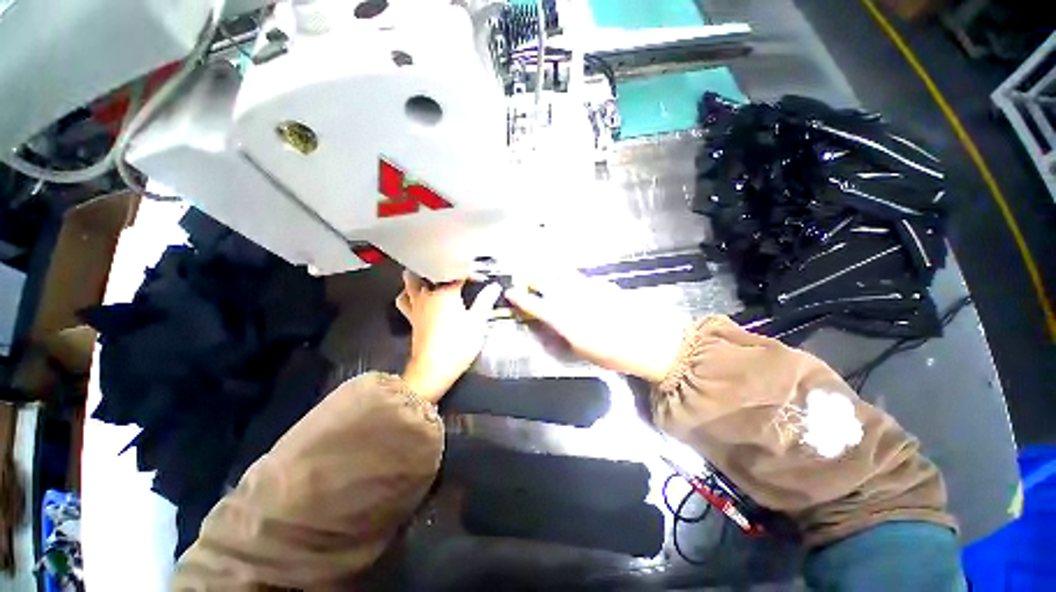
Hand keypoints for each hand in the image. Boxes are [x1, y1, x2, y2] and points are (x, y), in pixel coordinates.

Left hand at [396, 271, 501, 402]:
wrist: (434, 369)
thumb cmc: (458, 344)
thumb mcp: (477, 322)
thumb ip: (485, 301)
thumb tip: (495, 286)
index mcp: (445, 293)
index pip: (457, 273)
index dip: (469, 272)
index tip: (480, 276)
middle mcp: (427, 295)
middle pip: (427, 271)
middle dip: (439, 267)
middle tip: (452, 270)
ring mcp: (416, 306)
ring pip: (409, 282)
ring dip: (420, 277)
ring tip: (433, 278)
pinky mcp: (411, 318)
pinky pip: (404, 299)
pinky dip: (409, 294)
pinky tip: (417, 297)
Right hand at [505, 270, 685, 383]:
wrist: (649, 341)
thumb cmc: (612, 353)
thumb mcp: (580, 350)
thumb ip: (560, 333)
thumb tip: (547, 324)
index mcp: (564, 318)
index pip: (535, 304)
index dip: (520, 298)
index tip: (510, 292)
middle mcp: (573, 298)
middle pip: (546, 280)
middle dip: (531, 276)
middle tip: (523, 276)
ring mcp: (588, 287)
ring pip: (561, 274)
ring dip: (548, 271)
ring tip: (540, 269)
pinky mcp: (602, 284)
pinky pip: (579, 277)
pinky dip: (569, 276)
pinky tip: (570, 281)